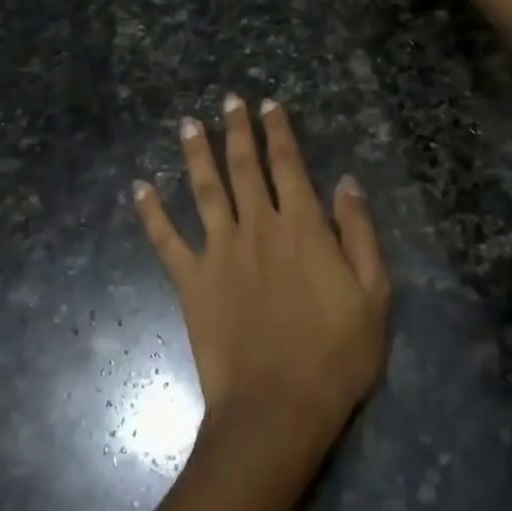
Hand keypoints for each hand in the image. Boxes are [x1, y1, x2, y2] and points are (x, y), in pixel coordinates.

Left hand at [133, 96, 390, 455]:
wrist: (277, 410)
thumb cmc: (335, 356)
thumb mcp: (373, 294)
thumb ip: (359, 233)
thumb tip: (345, 182)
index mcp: (302, 227)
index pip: (287, 164)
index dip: (278, 131)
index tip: (268, 104)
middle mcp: (257, 227)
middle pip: (243, 166)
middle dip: (237, 129)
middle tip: (228, 100)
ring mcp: (219, 252)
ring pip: (204, 190)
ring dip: (195, 154)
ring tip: (188, 124)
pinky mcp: (191, 282)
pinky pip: (166, 240)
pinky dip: (150, 213)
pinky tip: (138, 188)